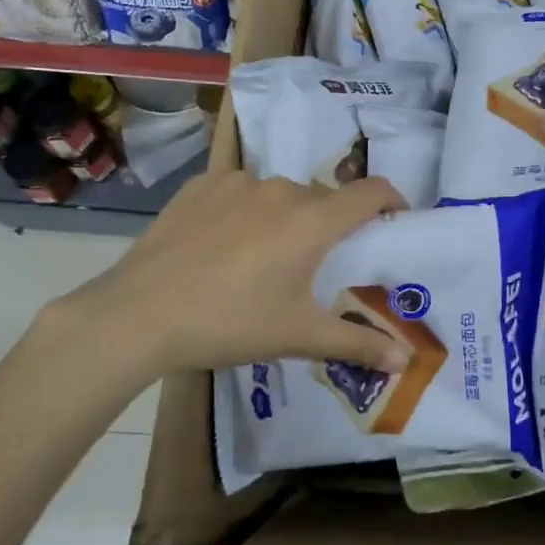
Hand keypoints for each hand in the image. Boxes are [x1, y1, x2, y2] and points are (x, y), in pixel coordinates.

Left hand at [34, 171, 412, 382]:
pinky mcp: (201, 185)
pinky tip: (223, 246)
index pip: (371, 192)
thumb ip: (357, 344)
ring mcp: (238, 182)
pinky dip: (245, 211)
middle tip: (319, 264)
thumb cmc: (231, 323)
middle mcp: (282, 189)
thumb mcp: (298, 336)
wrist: (139, 314)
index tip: (395, 219)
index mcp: (314, 220)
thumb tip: (405, 361)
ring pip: (280, 195)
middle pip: (324, 199)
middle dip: (331, 225)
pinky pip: (240, 192)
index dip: (392, 200)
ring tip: (264, 260)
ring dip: (286, 218)